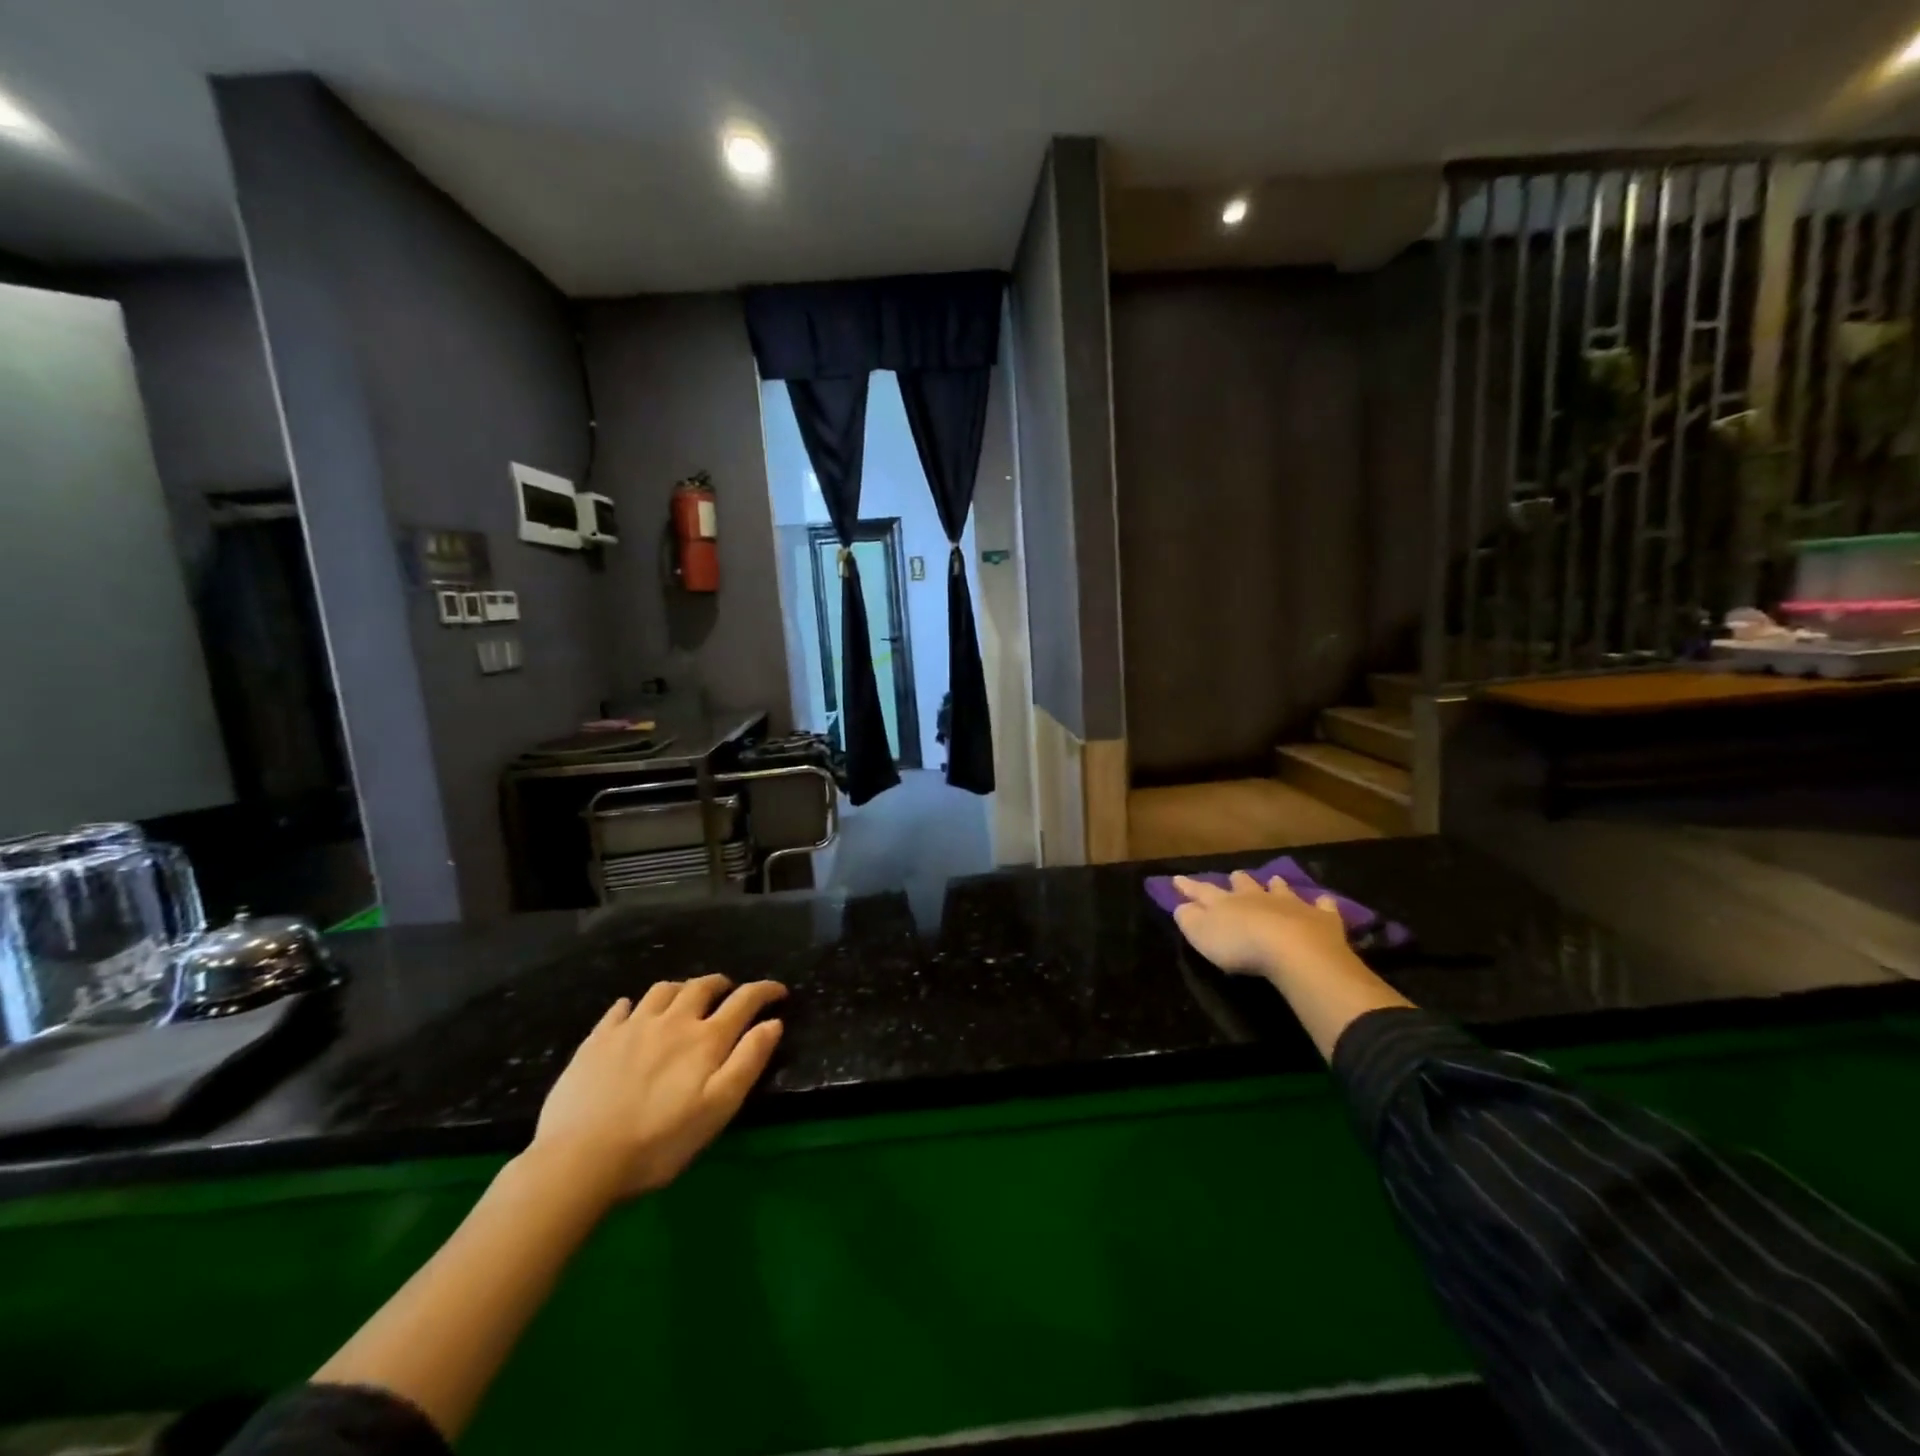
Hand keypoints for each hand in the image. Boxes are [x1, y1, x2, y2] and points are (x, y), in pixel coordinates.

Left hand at [528, 975, 786, 1205]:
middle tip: (730, 992)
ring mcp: (632, 1026)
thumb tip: (773, 1023)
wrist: (580, 1158)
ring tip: (685, 999)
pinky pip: (621, 1007)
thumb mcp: (718, 1108)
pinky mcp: (598, 1039)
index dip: (765, 990)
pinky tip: (633, 1012)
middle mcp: (672, 1021)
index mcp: (705, 1038)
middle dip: (722, 984)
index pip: (744, 1000)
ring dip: (682, 988)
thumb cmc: (659, 1141)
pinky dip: (635, 1004)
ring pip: (664, 990)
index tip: (779, 991)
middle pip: (702, 986)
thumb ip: (748, 1061)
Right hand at [1171, 871, 1356, 984]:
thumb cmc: (1240, 945)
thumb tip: (1181, 906)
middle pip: (1244, 884)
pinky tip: (1324, 901)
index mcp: (1225, 902)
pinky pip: (1323, 906)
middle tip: (1235, 875)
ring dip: (1275, 885)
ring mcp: (1290, 904)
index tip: (1177, 878)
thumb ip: (1188, 918)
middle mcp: (1256, 897)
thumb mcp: (1201, 934)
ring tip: (1274, 879)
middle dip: (1238, 880)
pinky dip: (1322, 903)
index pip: (1201, 891)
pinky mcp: (1321, 918)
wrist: (1293, 950)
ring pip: (1280, 889)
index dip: (1188, 886)